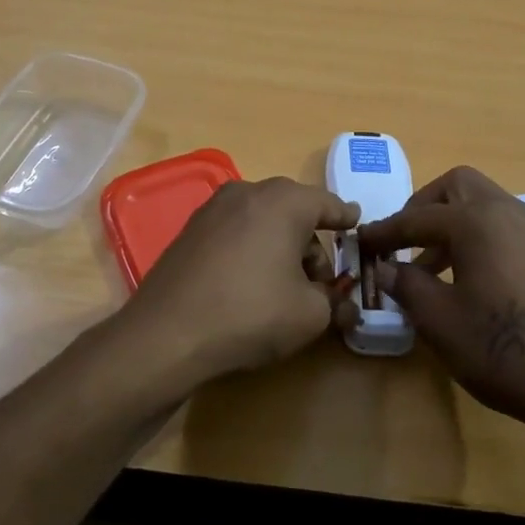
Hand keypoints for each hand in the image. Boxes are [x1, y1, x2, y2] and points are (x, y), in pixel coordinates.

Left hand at [124, 177, 362, 382]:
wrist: (168, 332)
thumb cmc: (251, 313)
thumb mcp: (309, 314)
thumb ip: (334, 302)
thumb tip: (345, 304)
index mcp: (284, 201)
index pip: (327, 203)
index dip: (345, 218)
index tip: (356, 224)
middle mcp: (248, 192)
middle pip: (293, 210)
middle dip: (311, 242)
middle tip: (320, 280)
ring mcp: (213, 208)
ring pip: (262, 220)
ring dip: (280, 245)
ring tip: (284, 287)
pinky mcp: (190, 229)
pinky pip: (235, 230)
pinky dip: (251, 248)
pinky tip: (250, 282)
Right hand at [360, 168, 524, 449]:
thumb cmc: (504, 349)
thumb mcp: (441, 321)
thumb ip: (407, 285)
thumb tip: (385, 268)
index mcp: (477, 221)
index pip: (417, 217)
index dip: (385, 232)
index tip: (362, 243)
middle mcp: (509, 211)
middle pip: (457, 187)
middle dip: (424, 207)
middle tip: (404, 241)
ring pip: (485, 205)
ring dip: (453, 223)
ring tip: (432, 268)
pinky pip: (507, 226)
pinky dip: (481, 236)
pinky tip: (472, 278)